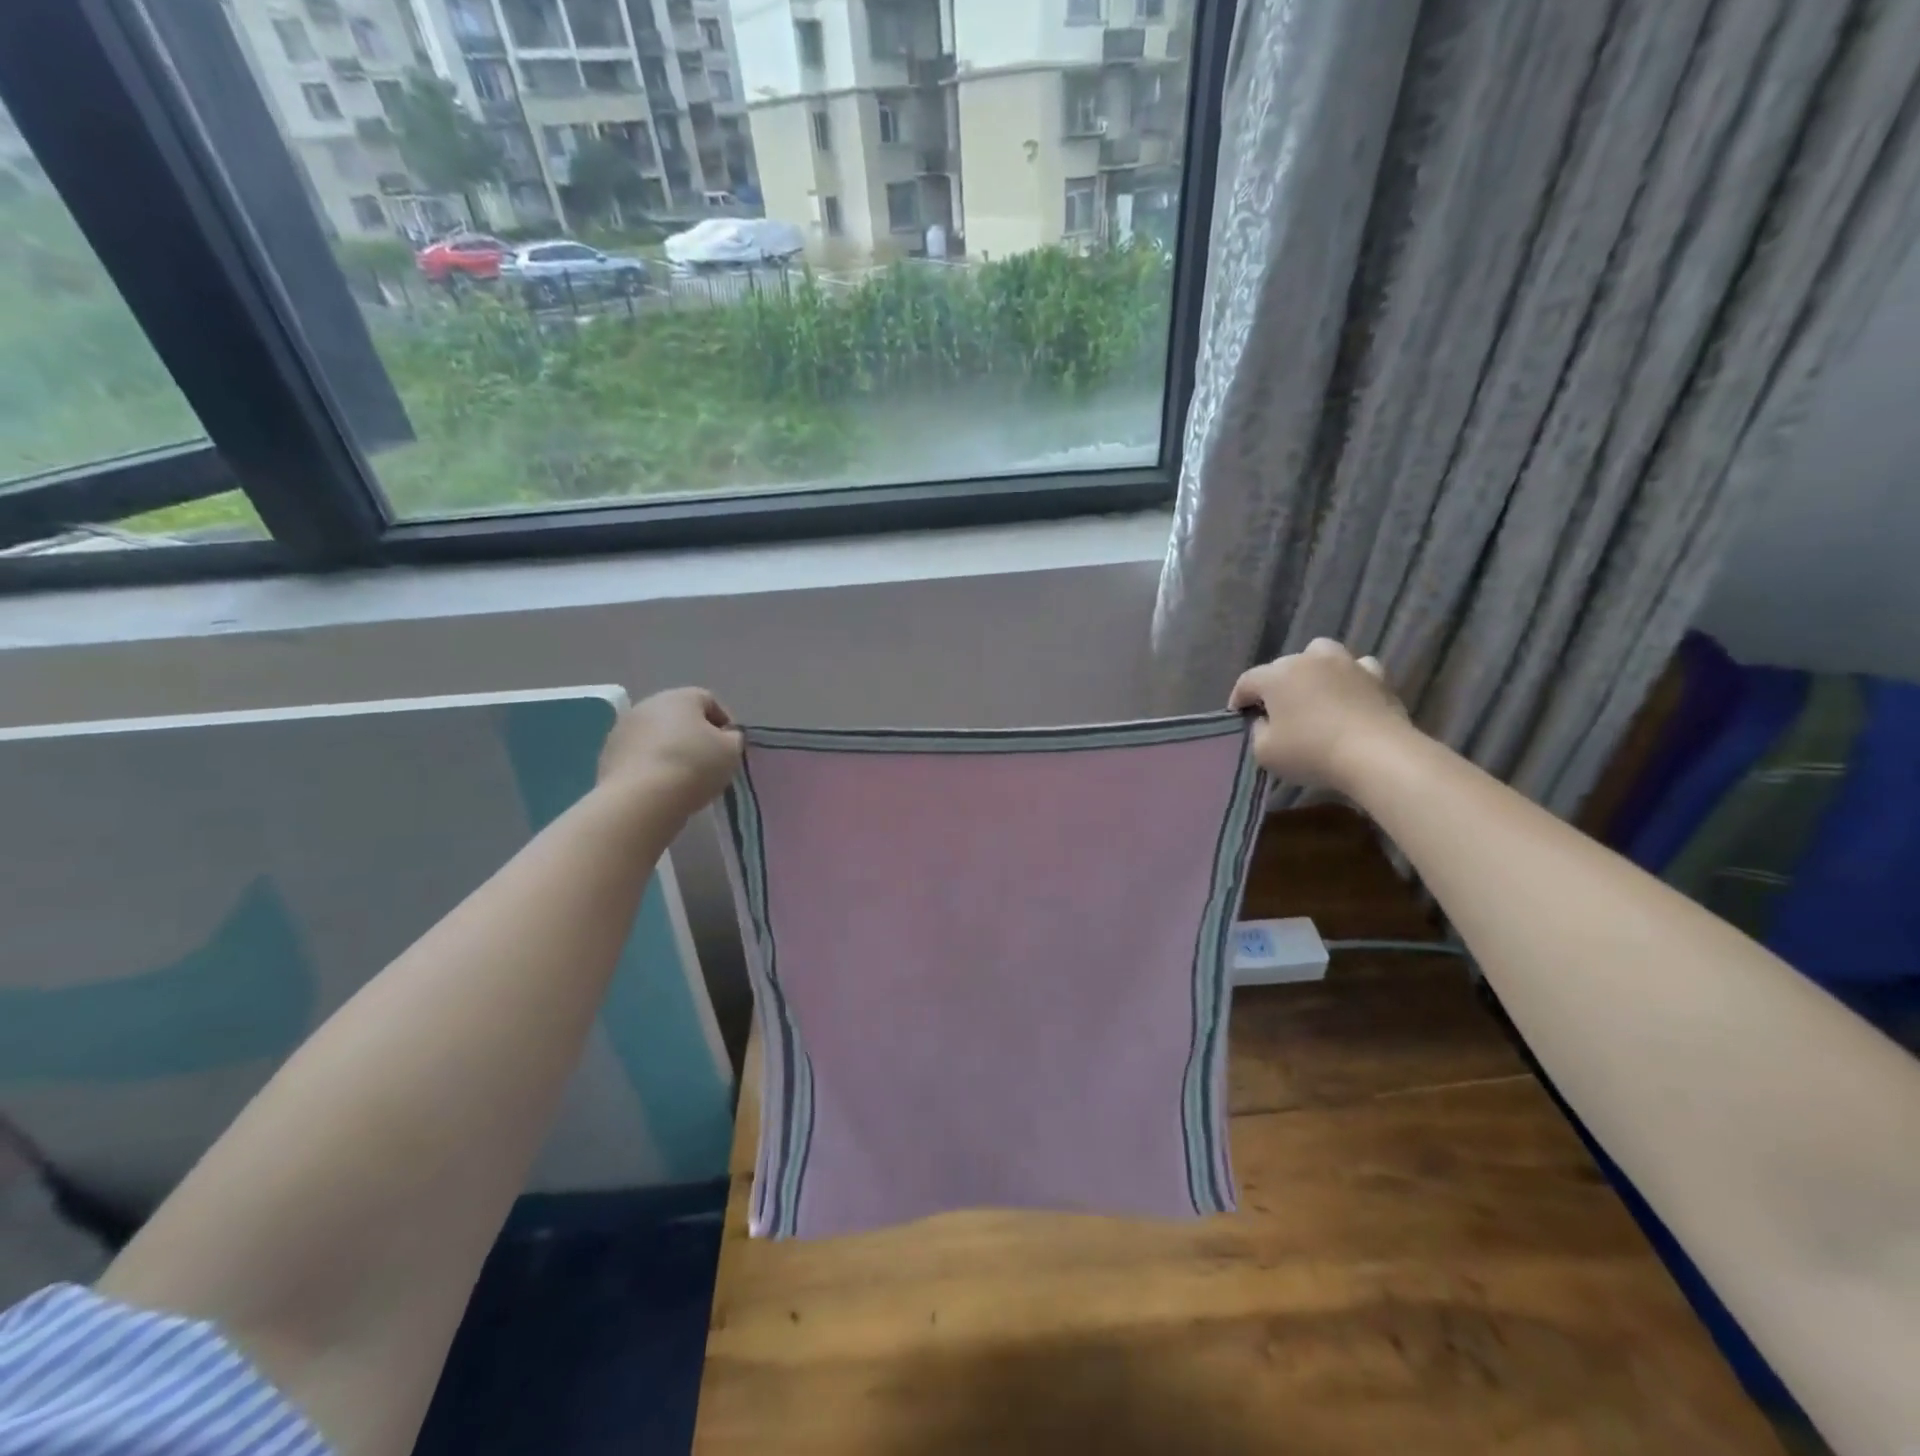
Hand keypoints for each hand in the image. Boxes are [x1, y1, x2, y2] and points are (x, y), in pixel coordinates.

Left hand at [599, 688, 743, 817]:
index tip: (730, 746)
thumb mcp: (731, 751)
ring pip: (655, 735)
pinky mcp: (607, 754)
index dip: (724, 722)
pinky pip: (638, 755)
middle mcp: (648, 704)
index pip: (709, 700)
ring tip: (682, 777)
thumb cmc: (694, 766)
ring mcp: (623, 728)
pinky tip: (659, 786)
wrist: (641, 798)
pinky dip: (650, 765)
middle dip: (693, 734)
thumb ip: (733, 738)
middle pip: (678, 716)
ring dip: (669, 749)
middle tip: (707, 761)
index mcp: (681, 697)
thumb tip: (725, 736)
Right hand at [1229, 639, 1411, 791]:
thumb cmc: (1311, 752)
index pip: (1247, 681)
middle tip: (1275, 711)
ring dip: (1312, 668)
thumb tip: (1265, 721)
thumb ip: (1257, 732)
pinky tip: (1349, 693)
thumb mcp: (1265, 752)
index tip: (1238, 716)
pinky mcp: (1376, 676)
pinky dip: (1349, 677)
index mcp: (1276, 676)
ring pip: (1320, 653)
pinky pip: (1357, 667)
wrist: (1376, 754)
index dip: (1239, 698)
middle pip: (1282, 666)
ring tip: (1313, 690)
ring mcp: (1345, 663)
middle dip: (1274, 686)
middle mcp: (1308, 660)